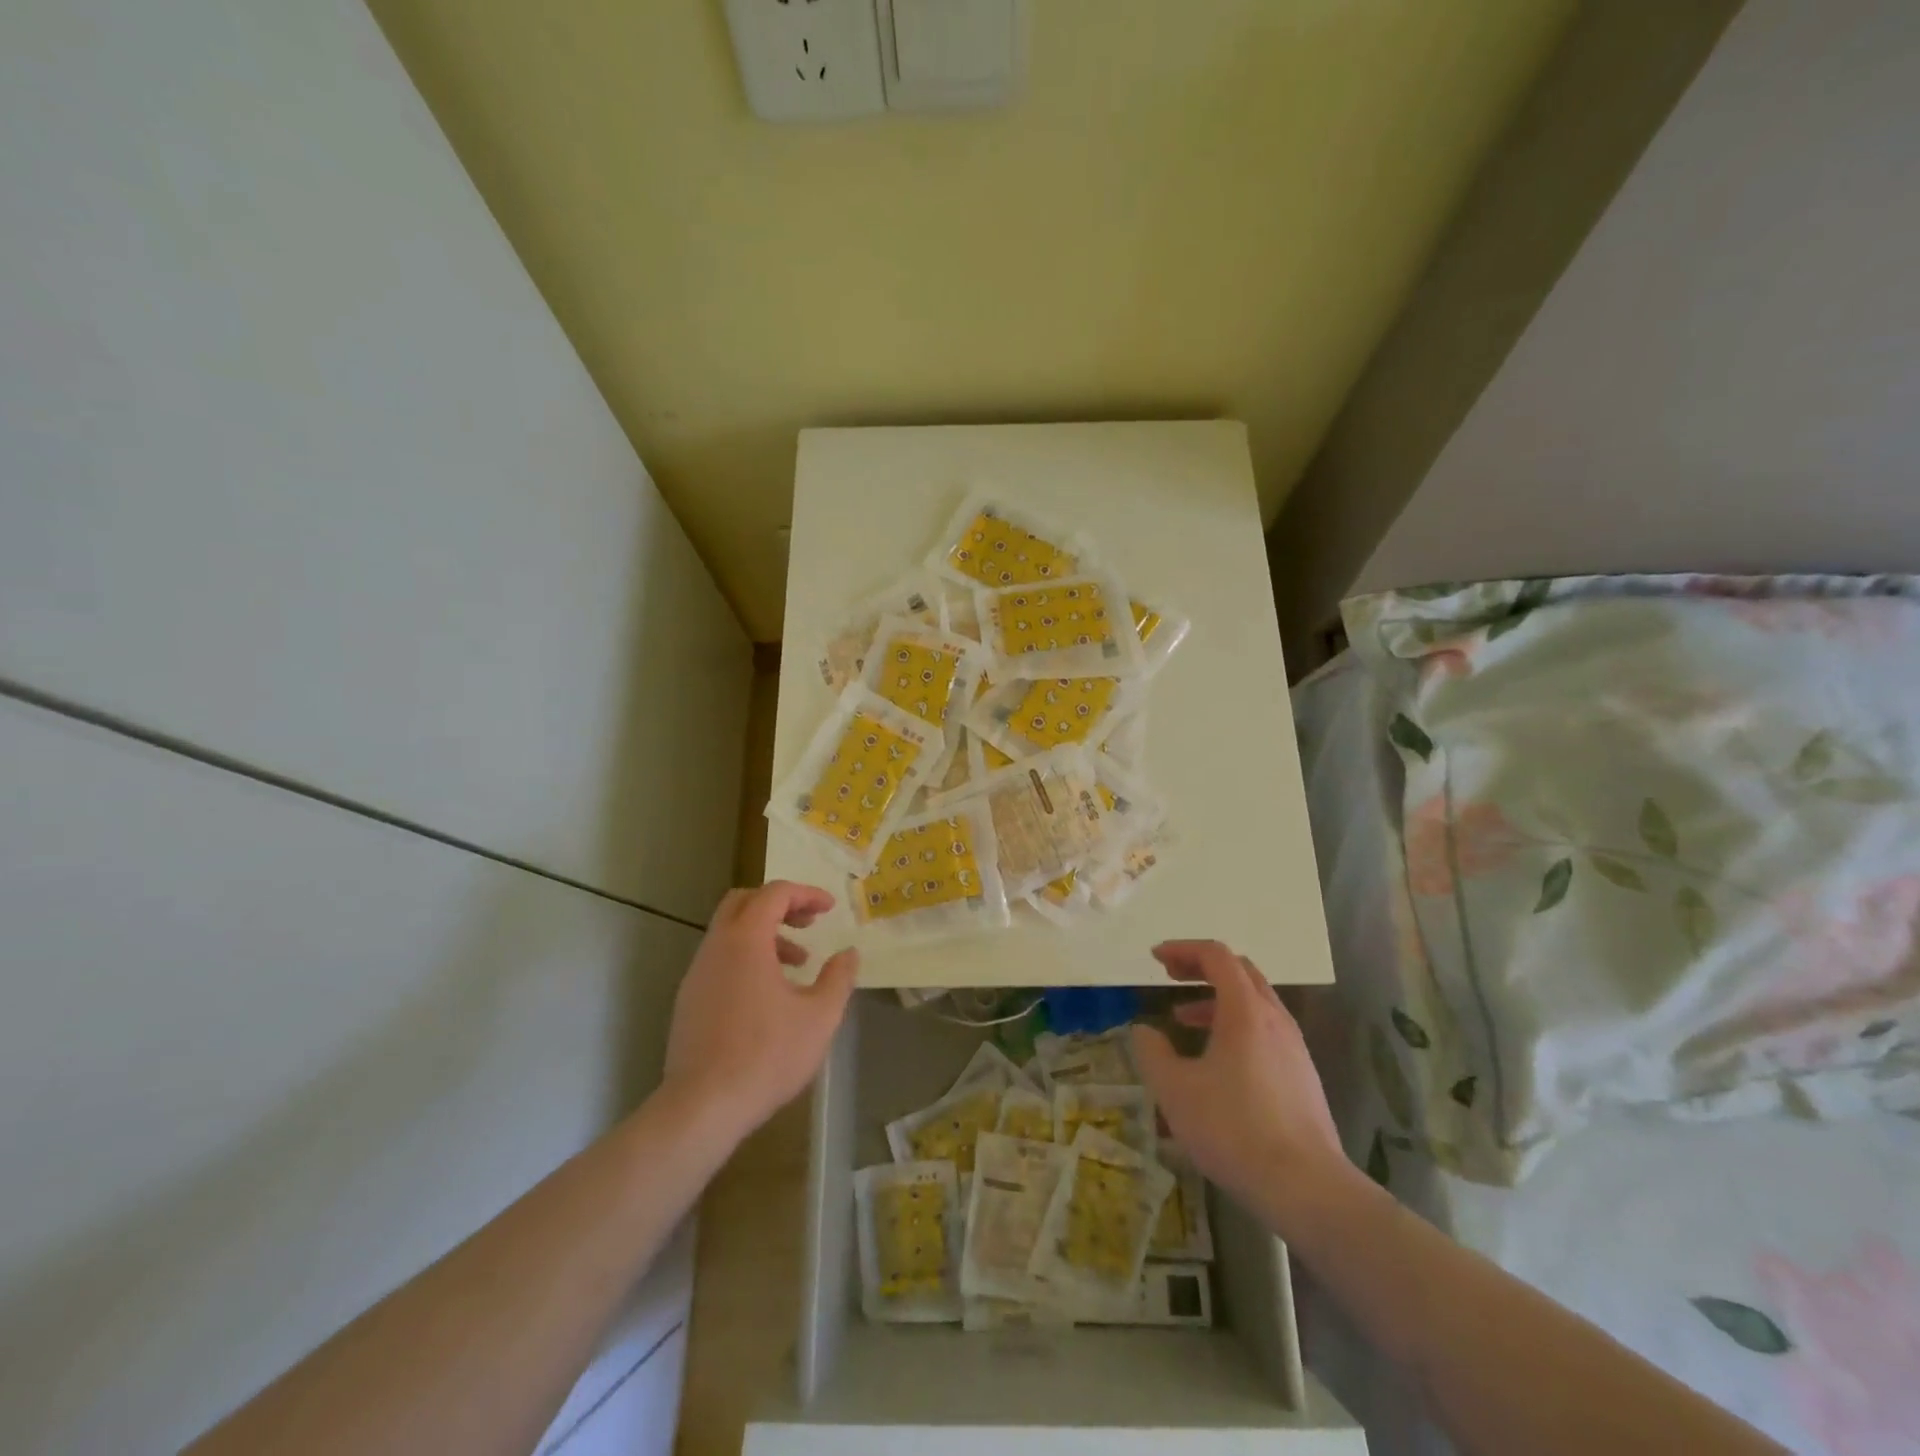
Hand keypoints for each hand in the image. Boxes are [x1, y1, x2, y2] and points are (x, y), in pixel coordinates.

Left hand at [660, 881, 858, 1144]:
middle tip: (808, 923)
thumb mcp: (820, 1016)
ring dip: (764, 935)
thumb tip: (849, 953)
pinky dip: (746, 958)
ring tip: (797, 964)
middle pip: (744, 902)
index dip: (806, 894)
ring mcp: (697, 973)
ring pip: (730, 932)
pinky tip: (768, 994)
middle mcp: (716, 947)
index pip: (775, 893)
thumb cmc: (767, 1055)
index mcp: (746, 940)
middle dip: (779, 904)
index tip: (830, 909)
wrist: (702, 1106)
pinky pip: (720, 959)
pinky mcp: (689, 1000)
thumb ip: (838, 978)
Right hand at [1131, 941, 1351, 1231]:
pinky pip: (1265, 1030)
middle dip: (1202, 967)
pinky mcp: (1302, 1076)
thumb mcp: (1175, 1091)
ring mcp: (1294, 1047)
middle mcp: (1274, 1019)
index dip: (1183, 949)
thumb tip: (1144, 1030)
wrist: (1307, 1188)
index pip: (1216, 956)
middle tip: (1171, 977)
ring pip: (1254, 1002)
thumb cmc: (1234, 1129)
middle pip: (1240, 971)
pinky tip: (1217, 1061)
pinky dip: (1235, 1025)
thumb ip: (1152, 1052)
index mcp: (1245, 1011)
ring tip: (1184, 1019)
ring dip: (1216, 999)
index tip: (1155, 959)